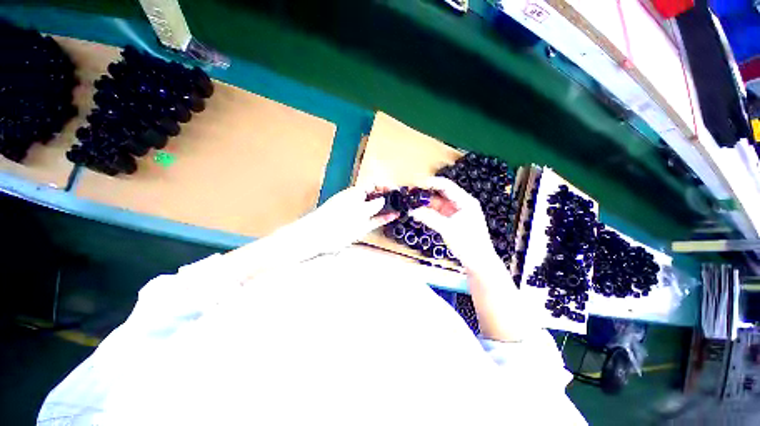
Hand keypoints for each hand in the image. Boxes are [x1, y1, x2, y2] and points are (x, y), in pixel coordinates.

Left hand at [301, 182, 399, 253]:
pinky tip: (393, 216)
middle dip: (387, 197)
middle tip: (400, 200)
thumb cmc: (338, 218)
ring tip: (400, 208)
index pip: (372, 185)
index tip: (395, 190)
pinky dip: (383, 218)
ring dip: (387, 208)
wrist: (320, 236)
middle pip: (375, 196)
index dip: (384, 185)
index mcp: (355, 193)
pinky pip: (374, 220)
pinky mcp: (360, 226)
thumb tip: (383, 199)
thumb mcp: (358, 210)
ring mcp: (360, 215)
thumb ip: (373, 205)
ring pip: (376, 209)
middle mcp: (358, 202)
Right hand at [409, 177, 497, 270]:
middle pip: (441, 193)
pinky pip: (438, 212)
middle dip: (426, 193)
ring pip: (438, 203)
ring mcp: (456, 212)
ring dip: (426, 204)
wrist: (479, 262)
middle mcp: (461, 204)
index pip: (446, 186)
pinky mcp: (452, 220)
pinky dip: (428, 212)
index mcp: (465, 201)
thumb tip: (412, 210)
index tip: (416, 184)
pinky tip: (418, 213)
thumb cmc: (468, 244)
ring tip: (412, 204)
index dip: (431, 183)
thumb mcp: (447, 229)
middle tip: (411, 194)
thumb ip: (429, 218)